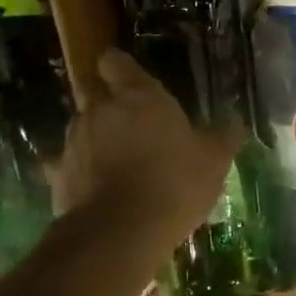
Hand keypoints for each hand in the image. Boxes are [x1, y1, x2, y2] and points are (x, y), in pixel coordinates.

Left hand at [52, 50, 244, 260]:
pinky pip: (71, 163)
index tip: (127, 77)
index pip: (116, 62)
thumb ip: (223, 137)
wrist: (119, 233)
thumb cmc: (173, 185)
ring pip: (82, 127)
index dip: (119, 67)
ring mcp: (75, 141)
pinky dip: (83, 170)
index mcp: (138, 97)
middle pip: (92, 90)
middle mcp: (100, 109)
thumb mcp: (213, 162)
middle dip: (105, 100)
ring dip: (96, 136)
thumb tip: (236, 121)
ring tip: (116, 160)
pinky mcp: (59, 174)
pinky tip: (98, 188)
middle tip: (128, 121)